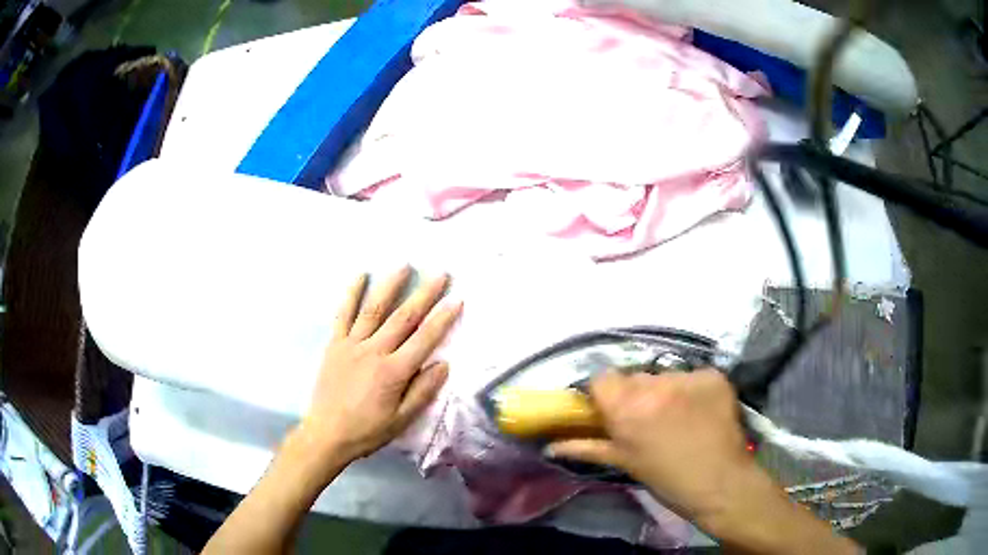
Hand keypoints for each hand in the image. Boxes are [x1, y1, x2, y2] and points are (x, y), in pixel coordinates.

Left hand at [299, 267, 462, 462]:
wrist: (326, 434)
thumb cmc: (367, 431)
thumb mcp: (401, 420)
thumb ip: (423, 391)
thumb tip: (443, 364)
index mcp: (393, 372)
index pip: (424, 339)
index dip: (443, 318)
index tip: (457, 299)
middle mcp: (374, 351)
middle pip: (403, 318)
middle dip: (424, 294)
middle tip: (440, 274)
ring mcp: (352, 344)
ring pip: (374, 309)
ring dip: (390, 286)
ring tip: (404, 265)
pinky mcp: (335, 344)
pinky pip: (343, 314)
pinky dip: (351, 294)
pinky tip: (360, 276)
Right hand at [547, 370, 752, 520]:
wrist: (721, 483)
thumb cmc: (667, 480)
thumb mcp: (624, 464)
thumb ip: (585, 448)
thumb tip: (549, 445)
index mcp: (626, 409)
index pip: (602, 378)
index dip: (604, 393)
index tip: (611, 410)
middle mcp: (655, 385)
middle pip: (635, 376)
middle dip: (636, 394)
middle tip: (648, 419)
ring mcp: (688, 377)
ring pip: (665, 375)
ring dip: (666, 391)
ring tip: (679, 416)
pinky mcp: (714, 375)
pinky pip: (693, 376)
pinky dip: (693, 390)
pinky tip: (701, 410)